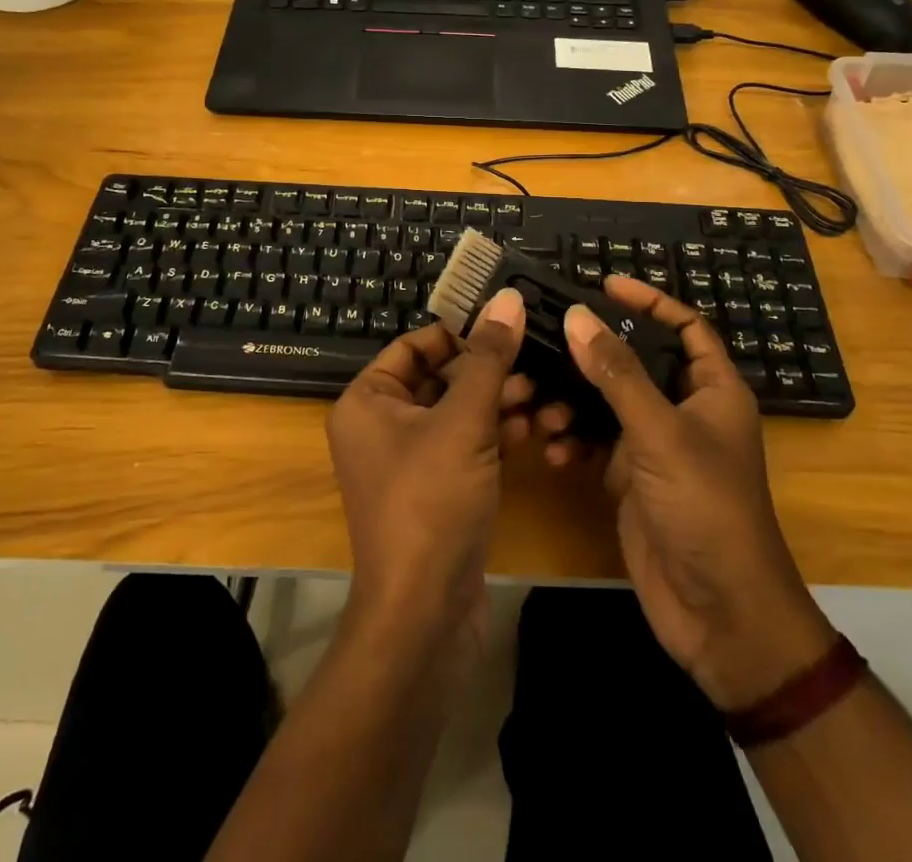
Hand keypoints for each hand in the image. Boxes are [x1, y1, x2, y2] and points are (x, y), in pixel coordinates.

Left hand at [327, 289, 526, 650]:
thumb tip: (508, 297)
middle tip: (535, 369)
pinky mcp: (437, 489)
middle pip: (442, 377)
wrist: (425, 613)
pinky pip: (466, 445)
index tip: (506, 330)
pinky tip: (535, 430)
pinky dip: (496, 435)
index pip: (415, 346)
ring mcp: (409, 460)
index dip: (460, 334)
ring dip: (499, 403)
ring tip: (544, 401)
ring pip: (459, 412)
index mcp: (367, 400)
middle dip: (489, 373)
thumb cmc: (431, 501)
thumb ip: (489, 358)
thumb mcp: (463, 421)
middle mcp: (381, 424)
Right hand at [565, 275, 837, 710]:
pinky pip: (595, 442)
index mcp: (712, 391)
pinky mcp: (630, 478)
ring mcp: (655, 446)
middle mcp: (684, 411)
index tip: (604, 283)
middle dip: (593, 351)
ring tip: (541, 406)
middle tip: (549, 334)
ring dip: (573, 401)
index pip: (685, 327)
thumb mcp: (660, 434)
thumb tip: (577, 315)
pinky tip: (553, 450)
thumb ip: (617, 373)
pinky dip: (573, 441)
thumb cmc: (706, 510)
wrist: (720, 616)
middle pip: (635, 361)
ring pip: (607, 402)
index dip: (649, 301)